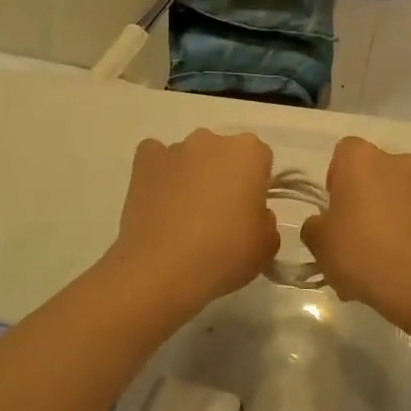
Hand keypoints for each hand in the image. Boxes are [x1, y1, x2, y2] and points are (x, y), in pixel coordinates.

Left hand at [107, 130, 278, 311]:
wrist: (162, 269)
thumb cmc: (224, 254)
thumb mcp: (266, 246)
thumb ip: (266, 220)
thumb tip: (252, 214)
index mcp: (248, 152)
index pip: (260, 159)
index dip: (256, 185)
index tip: (249, 211)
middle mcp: (211, 140)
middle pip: (223, 153)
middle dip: (223, 176)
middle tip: (219, 215)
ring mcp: (174, 149)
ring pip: (190, 157)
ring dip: (191, 176)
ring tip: (183, 217)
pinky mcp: (144, 162)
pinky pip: (155, 158)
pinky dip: (159, 174)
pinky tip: (158, 201)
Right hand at [302, 137, 410, 326]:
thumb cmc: (361, 252)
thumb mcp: (319, 242)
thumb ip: (314, 226)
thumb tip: (323, 224)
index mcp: (362, 159)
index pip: (342, 153)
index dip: (334, 178)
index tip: (332, 209)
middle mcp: (396, 162)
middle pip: (370, 174)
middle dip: (359, 198)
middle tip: (349, 234)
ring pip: (393, 196)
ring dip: (382, 216)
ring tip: (372, 259)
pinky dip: (402, 233)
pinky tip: (393, 267)